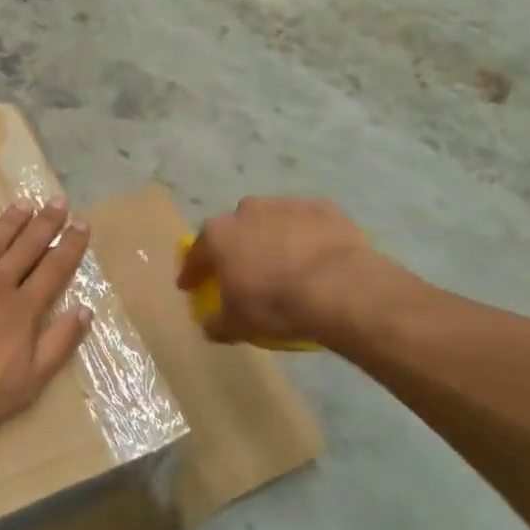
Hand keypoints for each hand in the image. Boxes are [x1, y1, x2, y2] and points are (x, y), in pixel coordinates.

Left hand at [0, 201, 92, 435]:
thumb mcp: (28, 381)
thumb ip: (58, 344)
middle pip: (26, 248)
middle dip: (45, 225)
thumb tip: (85, 310)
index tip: (82, 224)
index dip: (69, 247)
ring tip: (24, 204)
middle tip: (58, 201)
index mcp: (22, 309)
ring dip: (10, 222)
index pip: (53, 271)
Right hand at [177, 197, 378, 344]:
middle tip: (246, 271)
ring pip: (273, 221)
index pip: (197, 253)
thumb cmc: (276, 303)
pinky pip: (307, 222)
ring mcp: (286, 204)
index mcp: (220, 234)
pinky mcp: (323, 207)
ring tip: (287, 265)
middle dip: (238, 247)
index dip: (193, 270)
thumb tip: (209, 324)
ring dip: (274, 238)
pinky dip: (307, 236)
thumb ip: (217, 322)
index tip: (191, 285)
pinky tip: (317, 257)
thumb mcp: (238, 324)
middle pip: (236, 229)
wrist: (339, 286)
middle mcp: (248, 210)